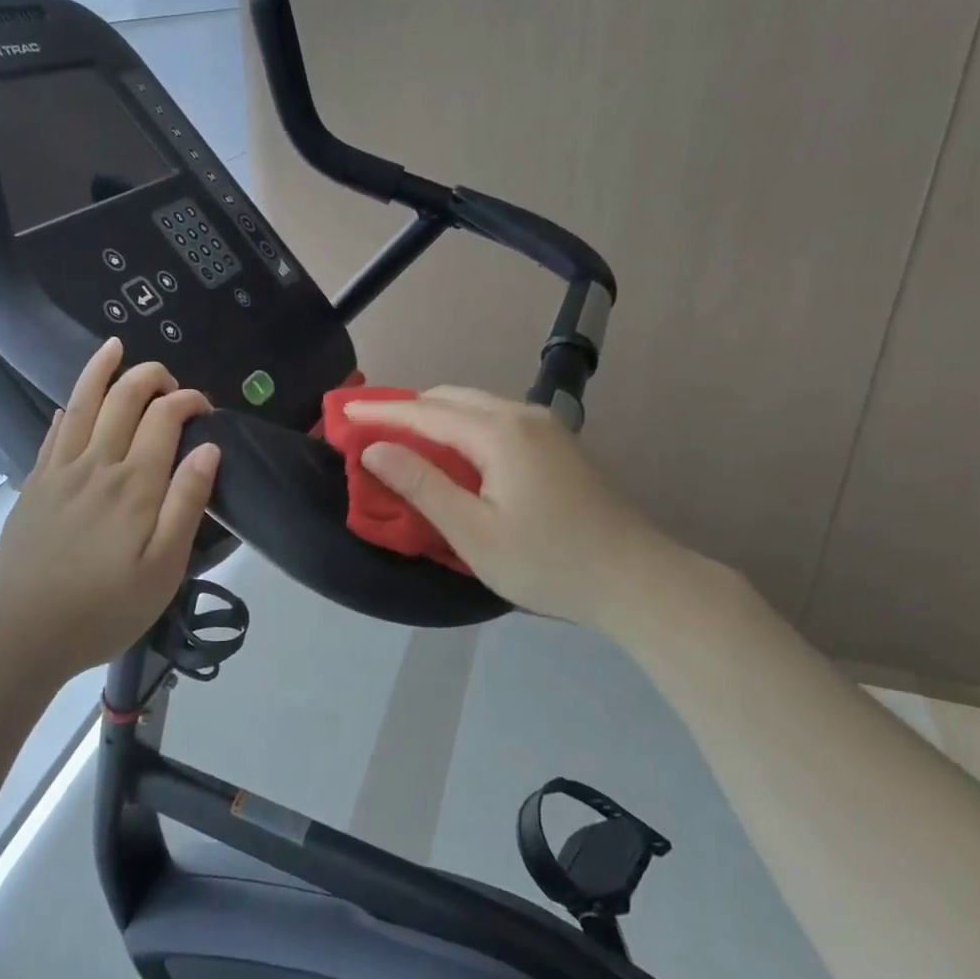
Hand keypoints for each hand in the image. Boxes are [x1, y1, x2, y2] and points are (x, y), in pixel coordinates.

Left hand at [0, 338, 219, 677]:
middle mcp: (97, 464)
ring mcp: (60, 471)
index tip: (204, 407)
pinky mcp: (35, 485)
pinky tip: (71, 403)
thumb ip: (187, 504)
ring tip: (114, 348)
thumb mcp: (163, 569)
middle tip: (169, 380)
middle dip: (150, 377)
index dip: (187, 400)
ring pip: (82, 404)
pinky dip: (67, 409)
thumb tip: (209, 449)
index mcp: (135, 484)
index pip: (164, 418)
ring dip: (101, 371)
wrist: (22, 634)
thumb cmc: (104, 608)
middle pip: (123, 399)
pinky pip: (52, 433)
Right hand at [344, 386, 692, 627]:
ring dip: (433, 417)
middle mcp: (521, 415)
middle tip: (368, 430)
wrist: (637, 580)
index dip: (380, 412)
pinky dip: (460, 427)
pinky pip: (493, 420)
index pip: (424, 411)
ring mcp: (544, 427)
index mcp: (498, 432)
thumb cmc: (548, 561)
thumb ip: (421, 485)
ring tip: (401, 441)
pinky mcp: (556, 444)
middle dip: (405, 409)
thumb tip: (373, 450)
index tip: (341, 414)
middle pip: (449, 398)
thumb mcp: (473, 532)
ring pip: (473, 406)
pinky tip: (450, 453)